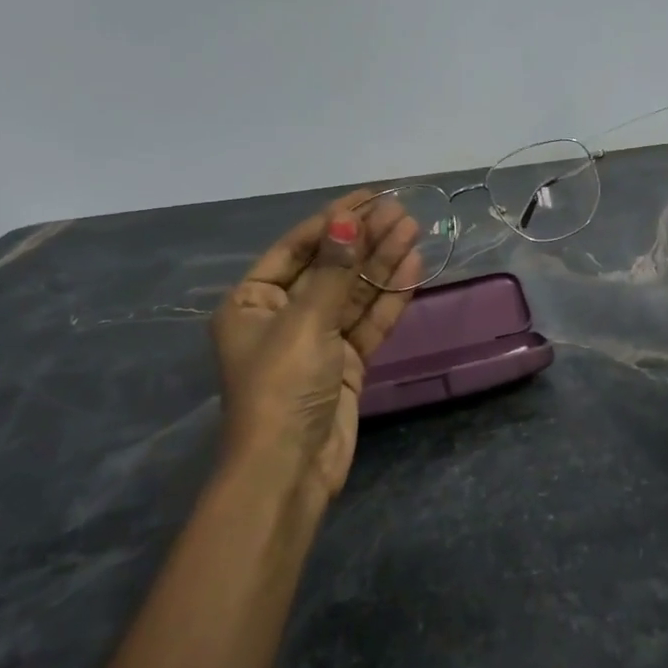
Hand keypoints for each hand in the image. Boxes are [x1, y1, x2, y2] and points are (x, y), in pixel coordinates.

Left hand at [212, 191, 424, 497]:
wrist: (289, 470)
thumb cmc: (282, 387)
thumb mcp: (305, 322)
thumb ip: (332, 271)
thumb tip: (346, 219)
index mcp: (253, 302)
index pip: (297, 247)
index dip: (334, 219)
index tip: (370, 196)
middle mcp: (283, 315)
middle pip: (330, 267)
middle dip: (365, 239)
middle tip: (402, 211)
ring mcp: (317, 340)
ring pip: (354, 292)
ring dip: (382, 262)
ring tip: (414, 229)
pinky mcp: (345, 363)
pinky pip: (368, 321)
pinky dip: (390, 297)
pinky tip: (412, 267)